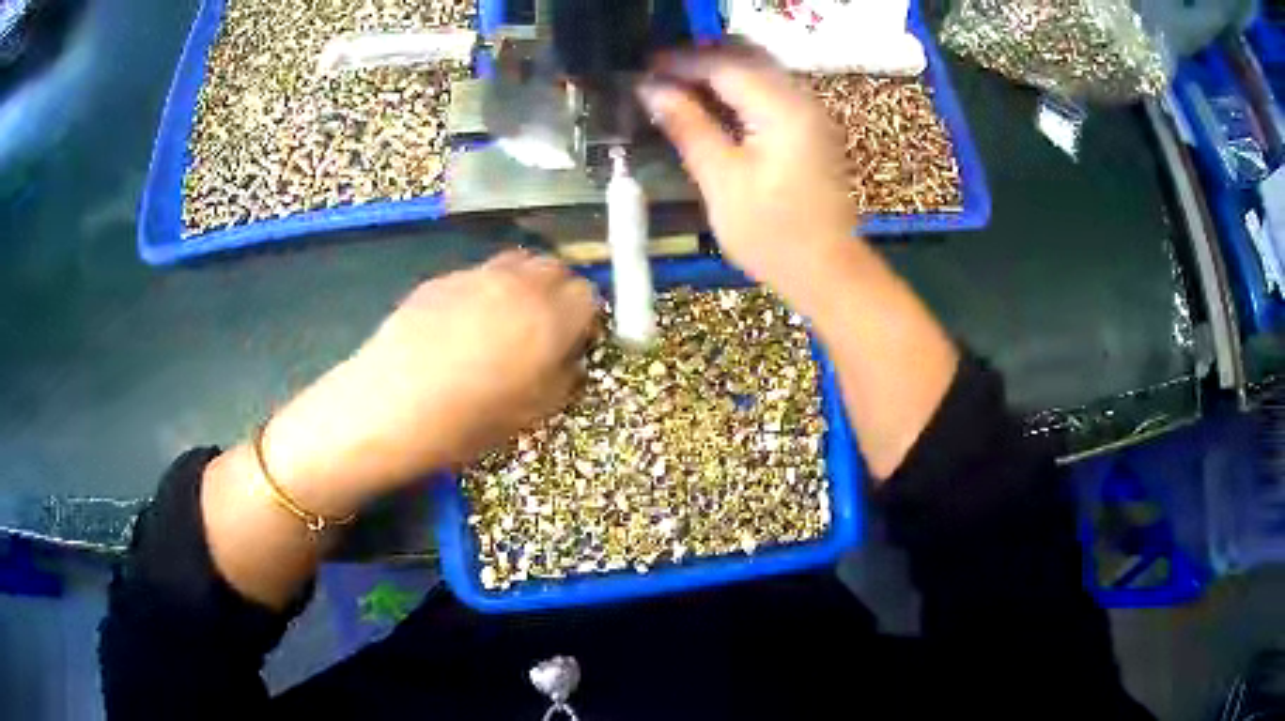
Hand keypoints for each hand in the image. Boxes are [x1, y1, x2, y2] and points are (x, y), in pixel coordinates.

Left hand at [261, 250, 597, 514]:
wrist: (391, 405)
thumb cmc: (467, 420)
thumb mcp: (532, 413)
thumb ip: (564, 377)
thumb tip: (570, 358)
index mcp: (551, 318)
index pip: (589, 296)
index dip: (585, 319)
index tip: (573, 341)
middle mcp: (520, 285)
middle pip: (556, 269)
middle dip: (559, 293)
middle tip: (544, 328)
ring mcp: (477, 275)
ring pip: (518, 263)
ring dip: (525, 284)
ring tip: (506, 319)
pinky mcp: (442, 278)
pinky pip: (479, 274)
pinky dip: (485, 289)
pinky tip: (462, 324)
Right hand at [638, 47, 855, 302]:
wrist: (827, 270)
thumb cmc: (772, 233)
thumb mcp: (721, 180)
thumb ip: (687, 127)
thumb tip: (651, 89)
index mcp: (781, 109)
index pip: (724, 65)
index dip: (680, 61)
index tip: (643, 67)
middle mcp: (801, 99)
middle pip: (747, 56)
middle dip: (701, 58)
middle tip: (660, 74)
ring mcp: (810, 113)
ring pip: (760, 70)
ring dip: (719, 71)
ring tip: (678, 87)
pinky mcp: (811, 129)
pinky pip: (770, 90)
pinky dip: (738, 89)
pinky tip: (712, 105)